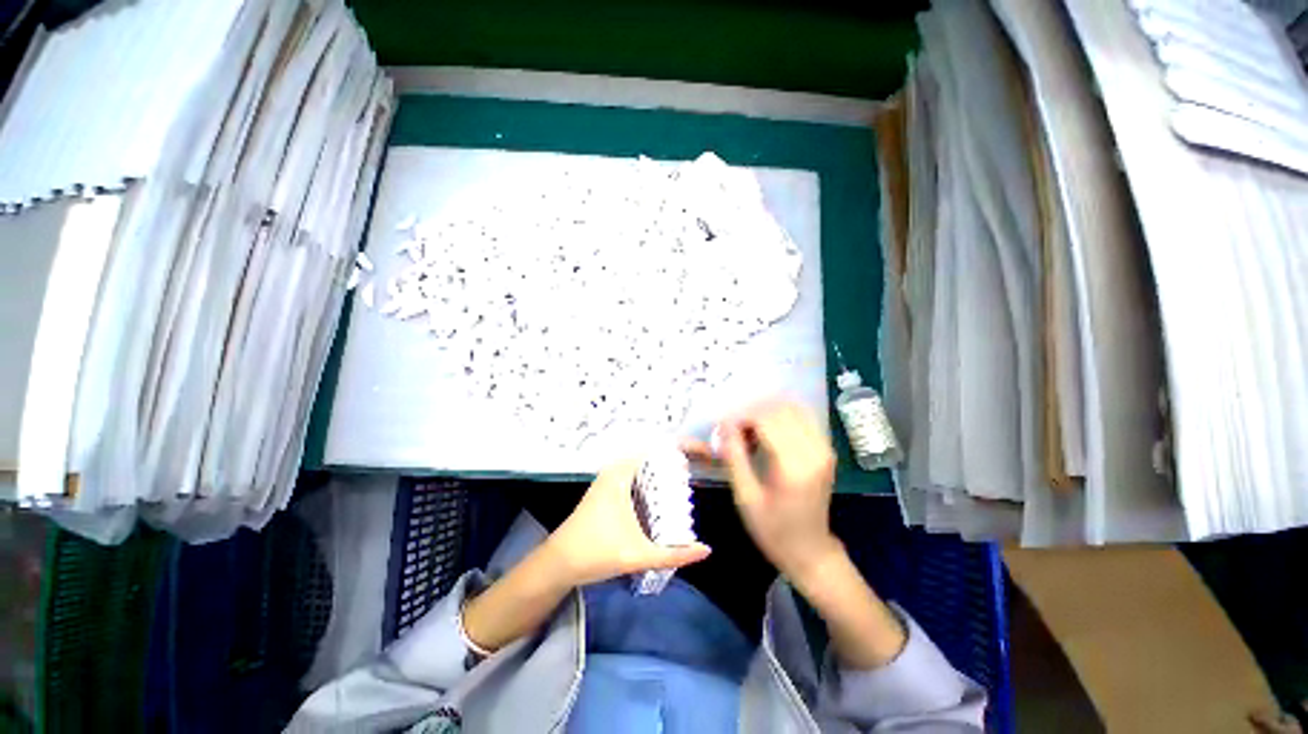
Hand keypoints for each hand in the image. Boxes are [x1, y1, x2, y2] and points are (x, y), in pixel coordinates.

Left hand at [544, 460, 710, 587]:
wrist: (558, 563)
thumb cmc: (596, 552)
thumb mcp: (638, 555)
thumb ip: (674, 555)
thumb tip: (706, 550)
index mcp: (622, 473)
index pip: (657, 447)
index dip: (683, 446)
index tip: (704, 453)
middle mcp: (616, 469)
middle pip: (653, 452)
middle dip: (678, 456)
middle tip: (701, 466)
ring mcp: (610, 478)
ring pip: (644, 463)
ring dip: (665, 466)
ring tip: (690, 475)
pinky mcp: (608, 488)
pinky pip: (637, 473)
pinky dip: (653, 476)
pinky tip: (665, 492)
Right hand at [686, 401, 842, 582]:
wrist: (811, 552)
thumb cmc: (773, 530)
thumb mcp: (745, 497)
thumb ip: (734, 457)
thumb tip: (723, 425)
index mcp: (793, 466)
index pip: (765, 419)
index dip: (741, 417)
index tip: (723, 428)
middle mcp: (814, 450)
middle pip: (779, 409)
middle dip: (752, 412)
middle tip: (734, 430)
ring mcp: (824, 448)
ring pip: (793, 408)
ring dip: (766, 411)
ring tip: (749, 429)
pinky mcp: (826, 448)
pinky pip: (803, 417)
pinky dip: (781, 415)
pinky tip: (766, 430)